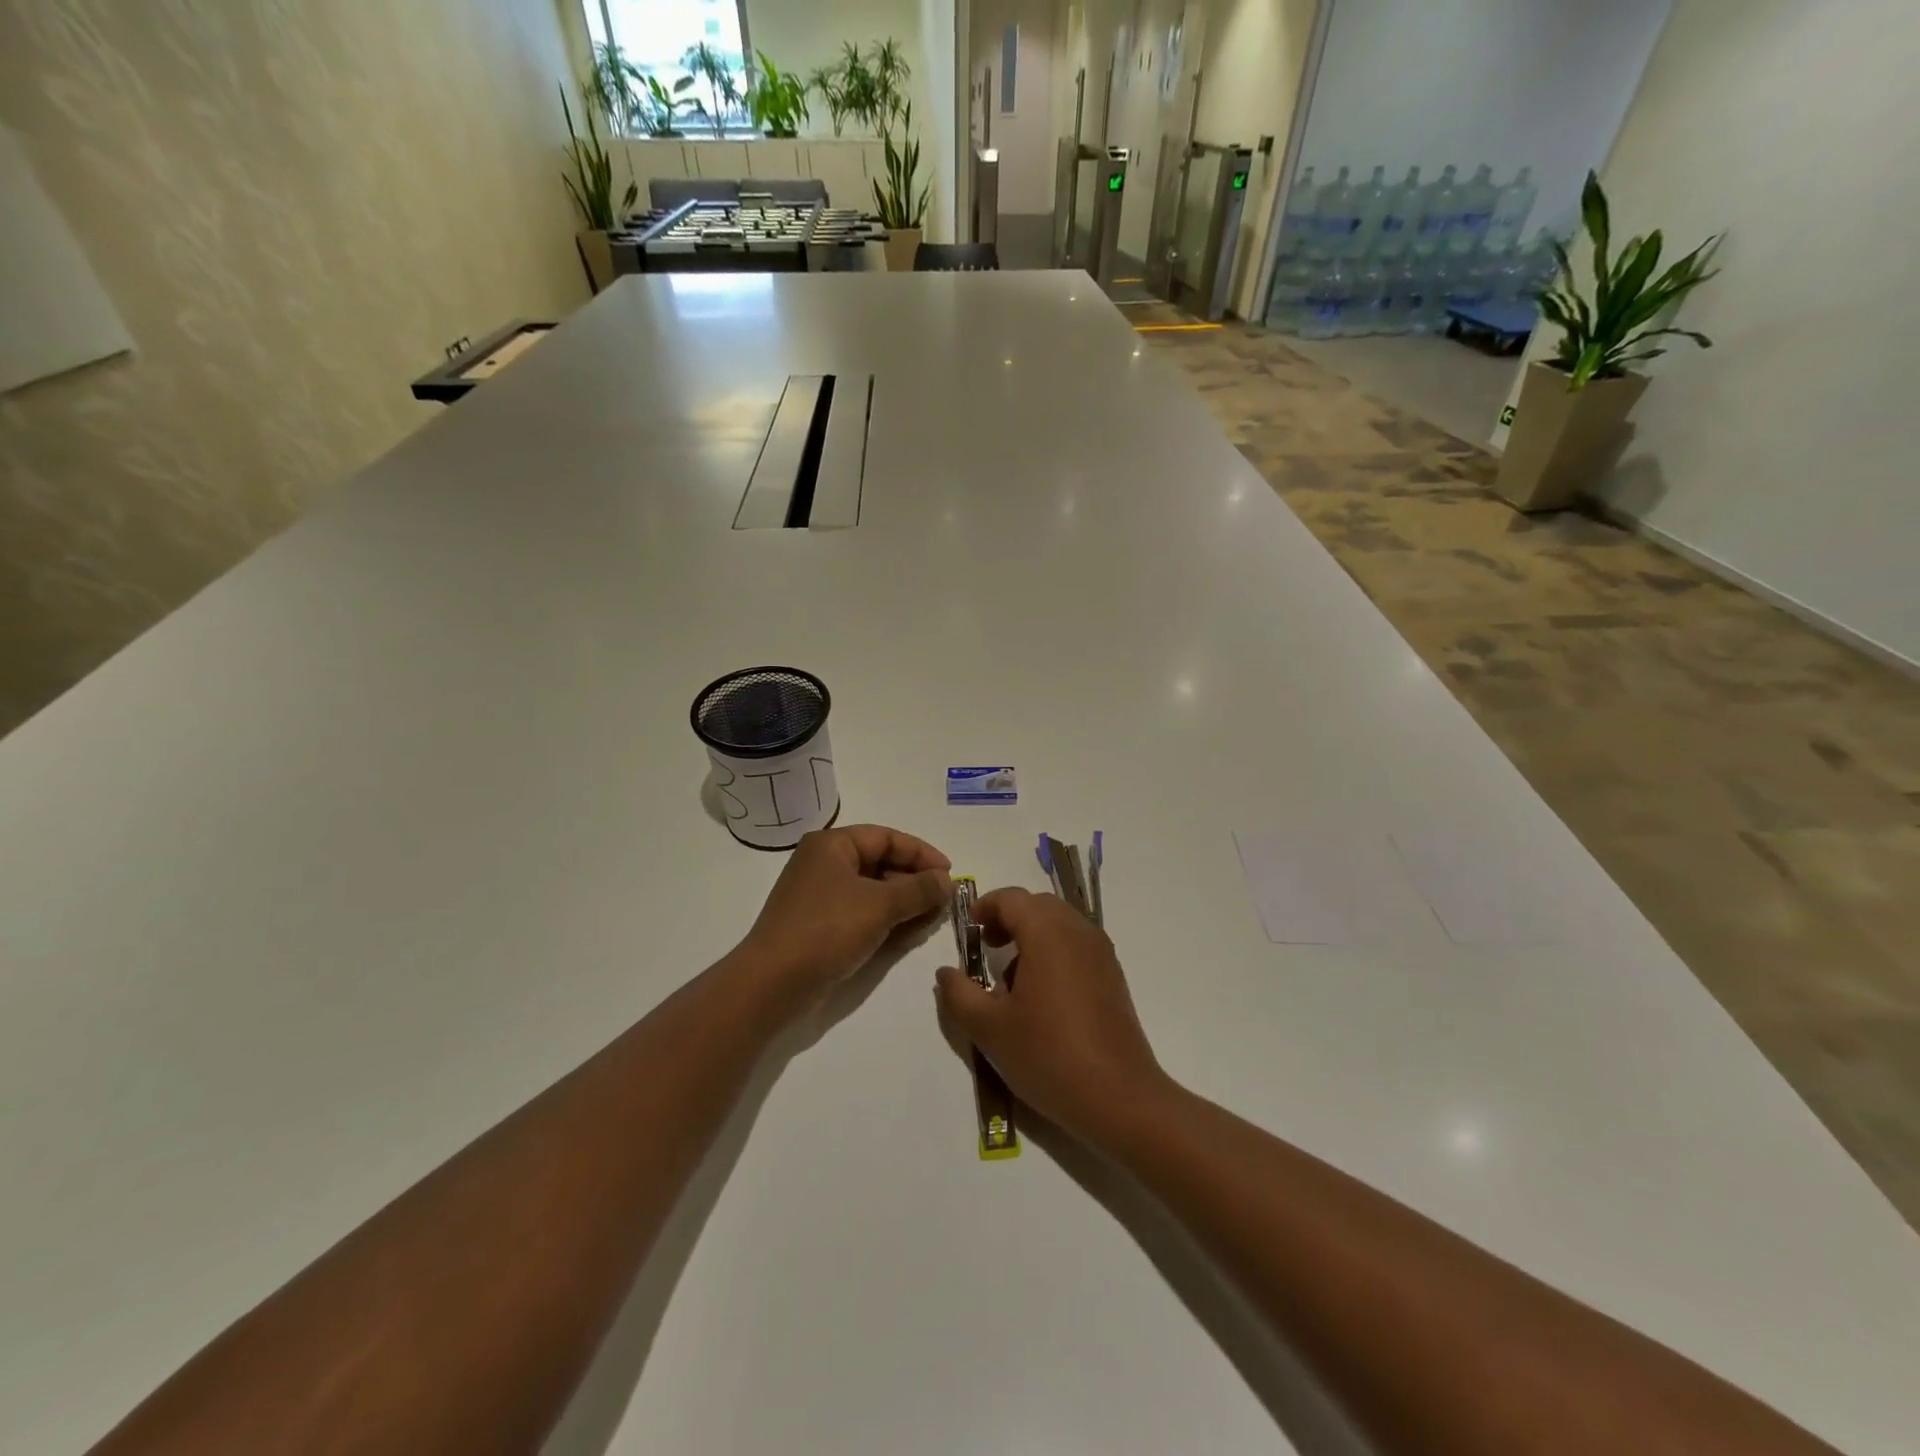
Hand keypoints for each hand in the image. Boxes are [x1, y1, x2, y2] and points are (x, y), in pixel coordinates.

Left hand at [739, 824, 951, 1007]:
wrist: (772, 984)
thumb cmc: (827, 930)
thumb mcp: (880, 905)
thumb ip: (919, 889)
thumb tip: (947, 880)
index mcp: (832, 845)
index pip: (886, 837)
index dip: (921, 853)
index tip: (950, 873)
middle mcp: (824, 864)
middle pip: (880, 862)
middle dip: (915, 880)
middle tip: (945, 899)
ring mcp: (820, 896)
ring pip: (873, 890)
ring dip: (904, 902)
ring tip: (933, 917)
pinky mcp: (820, 925)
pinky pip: (862, 912)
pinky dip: (886, 919)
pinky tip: (909, 932)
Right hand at [934, 887, 1166, 1141]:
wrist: (1119, 1098)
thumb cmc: (1048, 1055)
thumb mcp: (989, 1029)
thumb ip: (959, 994)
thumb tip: (946, 972)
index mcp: (1047, 933)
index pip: (1011, 898)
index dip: (985, 907)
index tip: (969, 932)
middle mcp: (1078, 932)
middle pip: (1038, 905)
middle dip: (1008, 918)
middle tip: (986, 948)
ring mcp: (1101, 953)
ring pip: (1060, 924)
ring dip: (1032, 935)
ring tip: (1011, 979)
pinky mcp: (1113, 976)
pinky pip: (1077, 945)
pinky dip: (1054, 951)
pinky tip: (1042, 996)